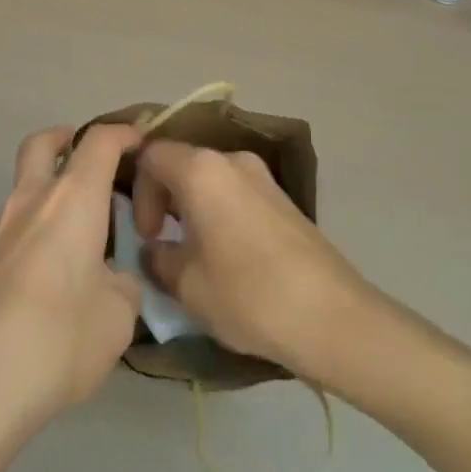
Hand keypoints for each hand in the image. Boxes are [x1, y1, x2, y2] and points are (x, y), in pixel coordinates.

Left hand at [0, 124, 143, 442]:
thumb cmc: (57, 341)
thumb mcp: (118, 319)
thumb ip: (122, 287)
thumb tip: (111, 280)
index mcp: (72, 200)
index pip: (99, 142)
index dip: (122, 133)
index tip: (139, 142)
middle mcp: (29, 201)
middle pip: (41, 144)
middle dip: (65, 139)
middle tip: (87, 160)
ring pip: (22, 194)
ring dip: (46, 202)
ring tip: (72, 253)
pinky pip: (7, 237)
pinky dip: (28, 243)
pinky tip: (39, 293)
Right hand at [131, 141, 378, 381]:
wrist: (332, 316)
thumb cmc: (248, 294)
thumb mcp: (187, 285)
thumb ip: (159, 259)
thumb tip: (155, 250)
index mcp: (201, 169)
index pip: (152, 155)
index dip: (139, 191)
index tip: (147, 235)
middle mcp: (231, 159)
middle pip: (182, 161)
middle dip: (164, 198)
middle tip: (163, 243)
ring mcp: (261, 175)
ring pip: (210, 178)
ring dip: (193, 207)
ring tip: (193, 253)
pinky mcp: (282, 197)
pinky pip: (235, 191)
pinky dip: (219, 212)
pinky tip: (227, 255)